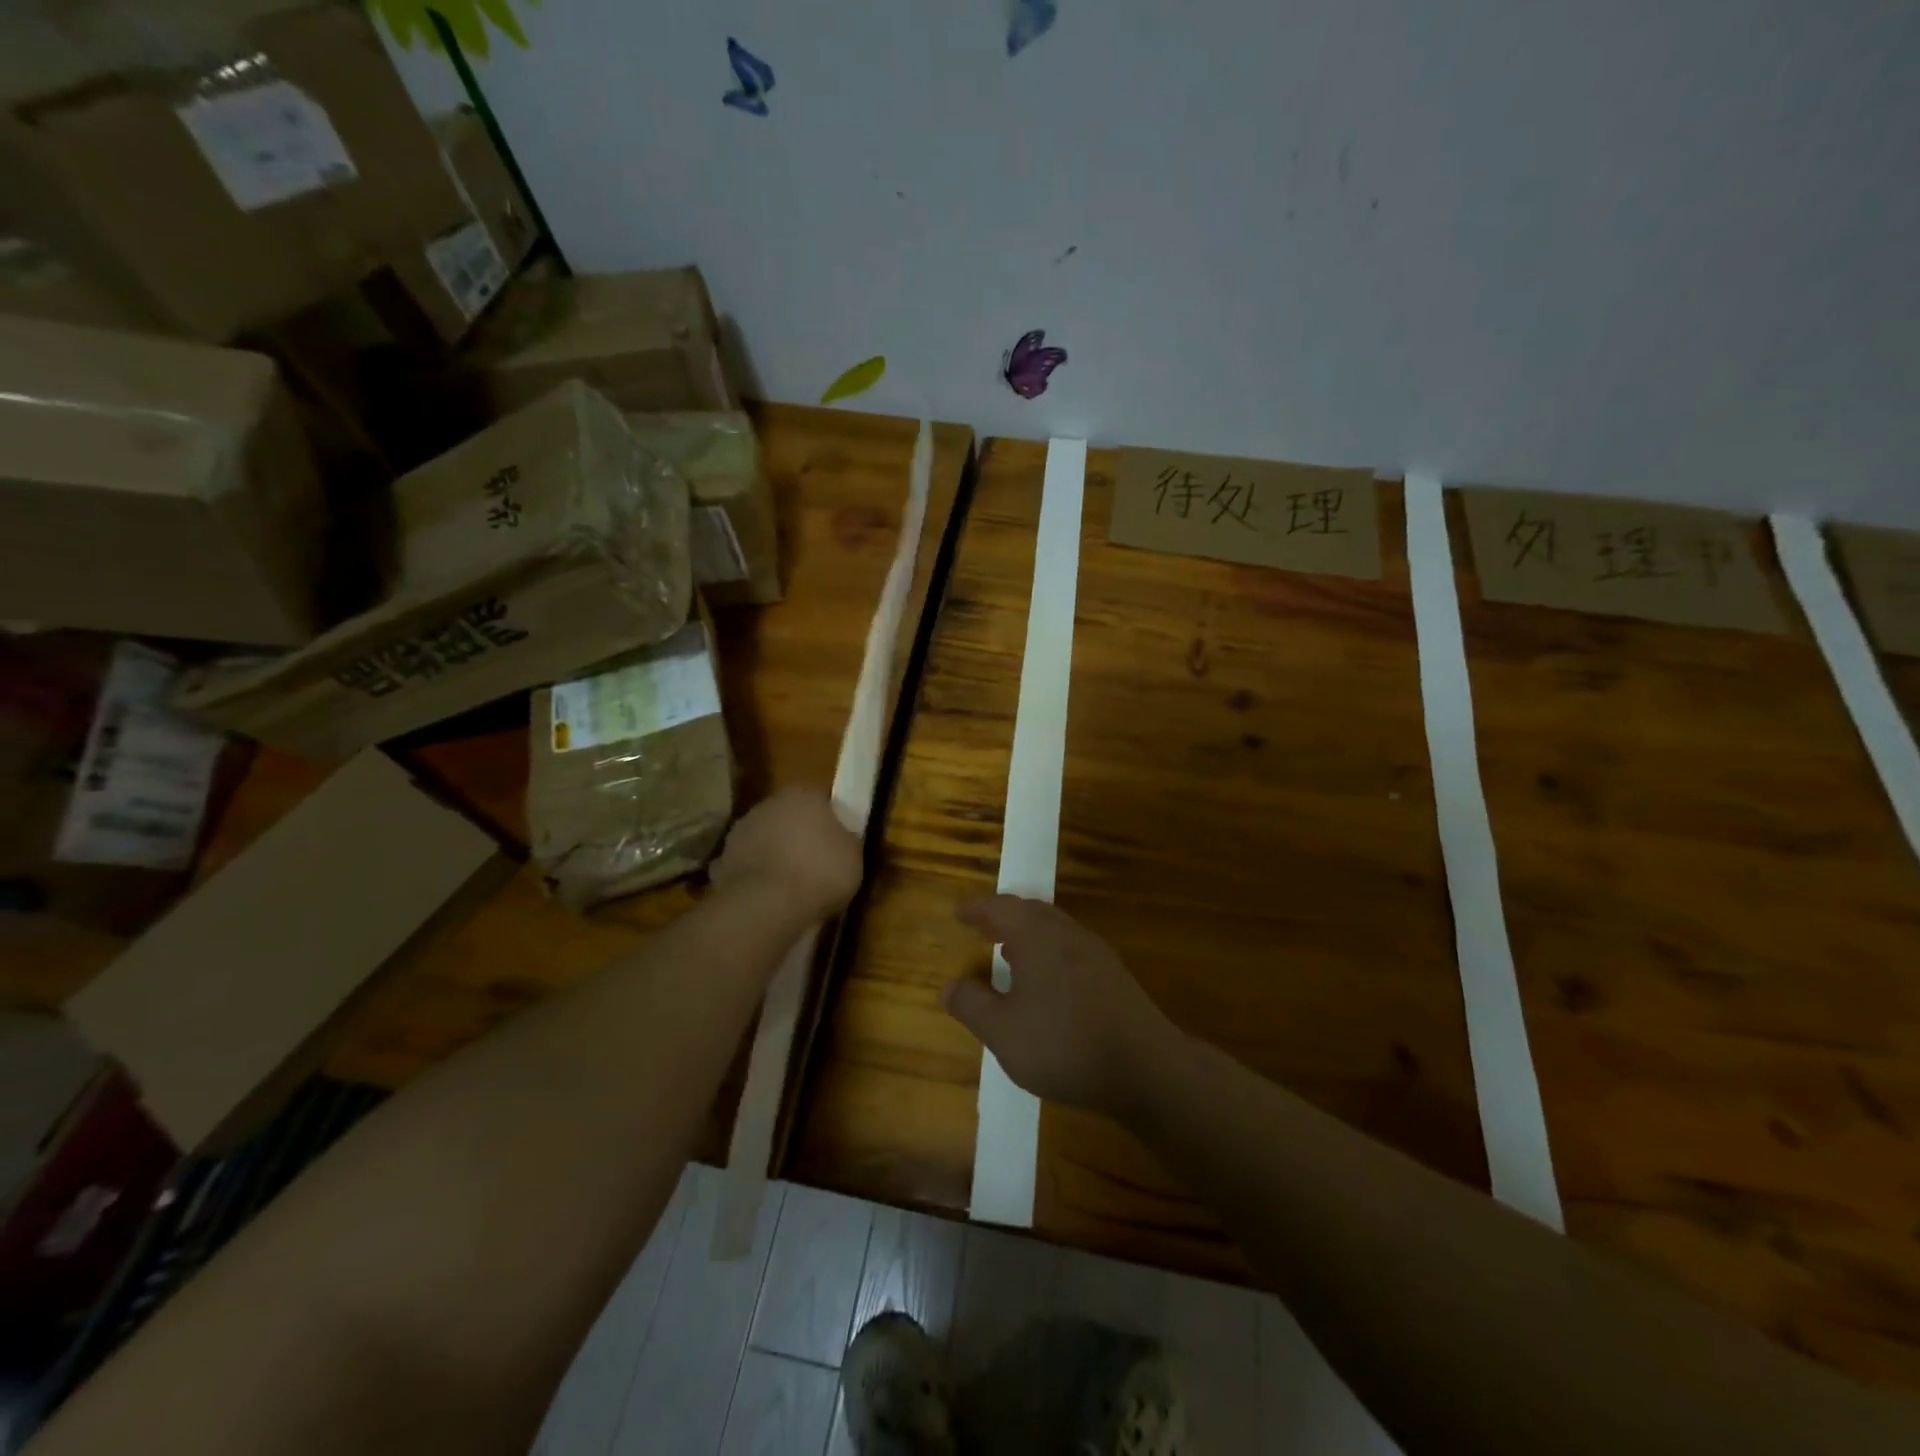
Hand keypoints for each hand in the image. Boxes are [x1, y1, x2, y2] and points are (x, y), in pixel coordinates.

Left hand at [711, 786, 861, 920]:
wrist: (766, 904)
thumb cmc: (820, 871)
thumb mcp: (854, 856)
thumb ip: (847, 841)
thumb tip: (843, 839)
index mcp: (804, 794)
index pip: (821, 800)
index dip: (831, 821)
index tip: (838, 843)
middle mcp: (769, 803)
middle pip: (790, 817)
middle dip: (801, 836)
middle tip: (816, 864)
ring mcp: (741, 830)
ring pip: (767, 839)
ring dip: (776, 854)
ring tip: (792, 886)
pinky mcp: (723, 859)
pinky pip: (749, 865)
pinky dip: (757, 876)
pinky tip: (769, 898)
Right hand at [943, 896, 1178, 1117]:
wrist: (1146, 1068)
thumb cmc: (1064, 1044)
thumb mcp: (1003, 1032)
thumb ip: (972, 1006)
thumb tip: (948, 987)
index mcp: (1037, 935)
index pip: (1000, 908)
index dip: (977, 909)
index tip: (959, 913)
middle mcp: (1067, 932)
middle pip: (1031, 911)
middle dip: (1004, 916)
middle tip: (983, 927)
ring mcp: (1096, 952)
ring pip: (1054, 929)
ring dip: (1028, 934)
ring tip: (1009, 952)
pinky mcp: (1114, 975)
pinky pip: (1071, 948)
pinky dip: (1049, 951)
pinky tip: (1046, 982)